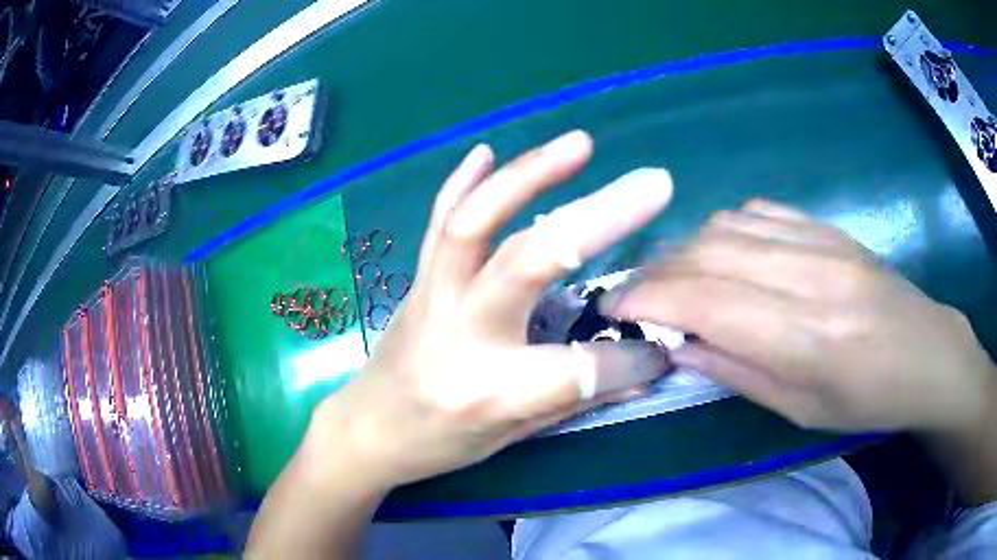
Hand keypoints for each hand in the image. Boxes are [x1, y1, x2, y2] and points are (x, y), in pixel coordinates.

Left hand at [311, 131, 672, 488]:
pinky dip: (462, 182)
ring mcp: (433, 299)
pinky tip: (486, 150)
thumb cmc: (438, 445)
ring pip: (476, 223)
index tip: (658, 351)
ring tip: (579, 143)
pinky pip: (438, 222)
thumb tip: (643, 370)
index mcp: (490, 393)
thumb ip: (577, 399)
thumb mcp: (511, 438)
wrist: (366, 429)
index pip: (582, 368)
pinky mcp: (417, 280)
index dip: (632, 360)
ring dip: (529, 175)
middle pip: (531, 262)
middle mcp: (461, 338)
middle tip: (653, 184)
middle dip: (600, 218)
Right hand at [604, 199, 995, 432]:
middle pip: (708, 253)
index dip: (647, 299)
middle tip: (633, 298)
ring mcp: (820, 241)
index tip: (611, 310)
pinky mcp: (827, 226)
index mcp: (805, 338)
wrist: (926, 354)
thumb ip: (736, 372)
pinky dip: (722, 230)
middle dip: (655, 273)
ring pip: (726, 225)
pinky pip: (757, 211)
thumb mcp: (800, 411)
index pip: (705, 299)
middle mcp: (809, 276)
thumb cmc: (866, 401)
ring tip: (674, 280)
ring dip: (685, 250)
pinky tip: (722, 255)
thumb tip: (677, 345)